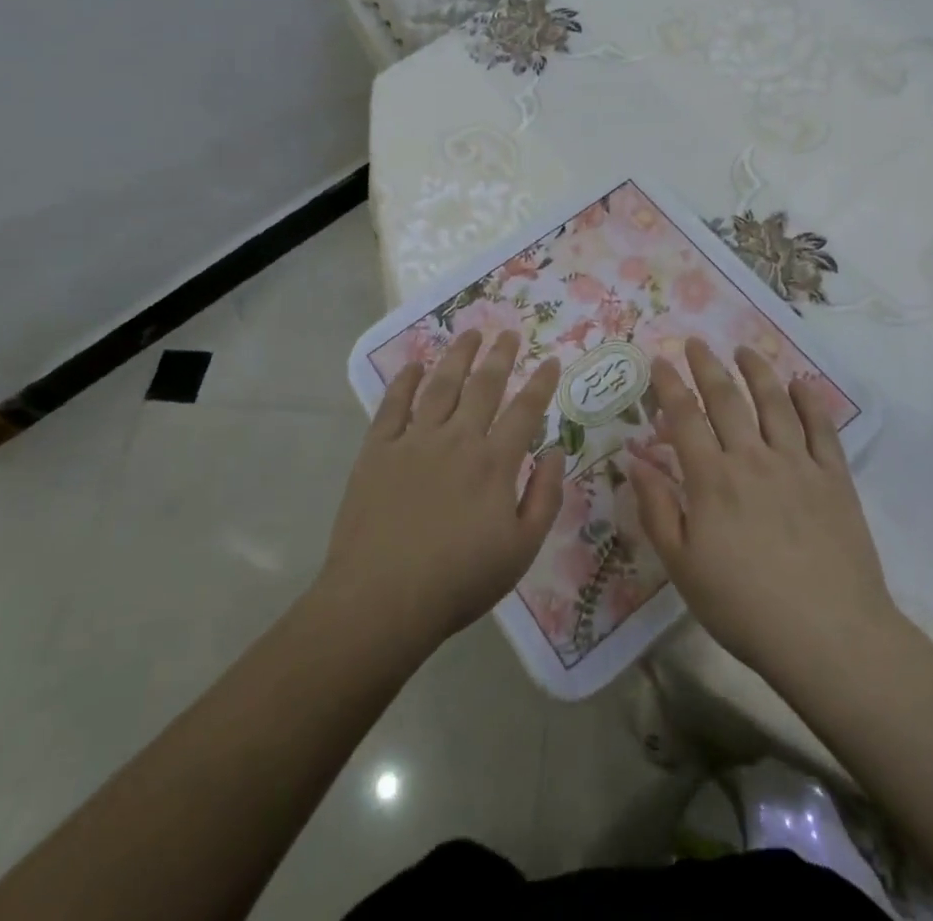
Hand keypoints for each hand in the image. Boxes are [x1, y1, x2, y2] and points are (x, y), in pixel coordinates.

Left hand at [317, 330, 563, 654]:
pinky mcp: (377, 451)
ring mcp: (414, 441)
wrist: (382, 600)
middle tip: (509, 332)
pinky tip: (414, 365)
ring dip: (458, 356)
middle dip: (500, 356)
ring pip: (441, 385)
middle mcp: (457, 439)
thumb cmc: (459, 581)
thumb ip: (544, 497)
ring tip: (470, 332)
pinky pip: (392, 405)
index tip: (551, 360)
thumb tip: (555, 451)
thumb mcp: (521, 550)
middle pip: (483, 386)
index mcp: (494, 462)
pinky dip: (404, 382)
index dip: (541, 383)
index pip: (525, 411)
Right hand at [627, 339, 894, 690]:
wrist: (828, 636)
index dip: (669, 386)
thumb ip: (657, 510)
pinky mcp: (835, 479)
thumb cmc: (744, 607)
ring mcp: (798, 465)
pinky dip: (810, 401)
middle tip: (696, 342)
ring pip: (774, 403)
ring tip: (744, 350)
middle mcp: (753, 458)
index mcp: (712, 479)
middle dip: (707, 366)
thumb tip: (633, 461)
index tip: (659, 360)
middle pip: (727, 399)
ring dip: (757, 371)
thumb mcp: (683, 567)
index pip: (684, 418)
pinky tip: (801, 384)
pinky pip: (822, 429)